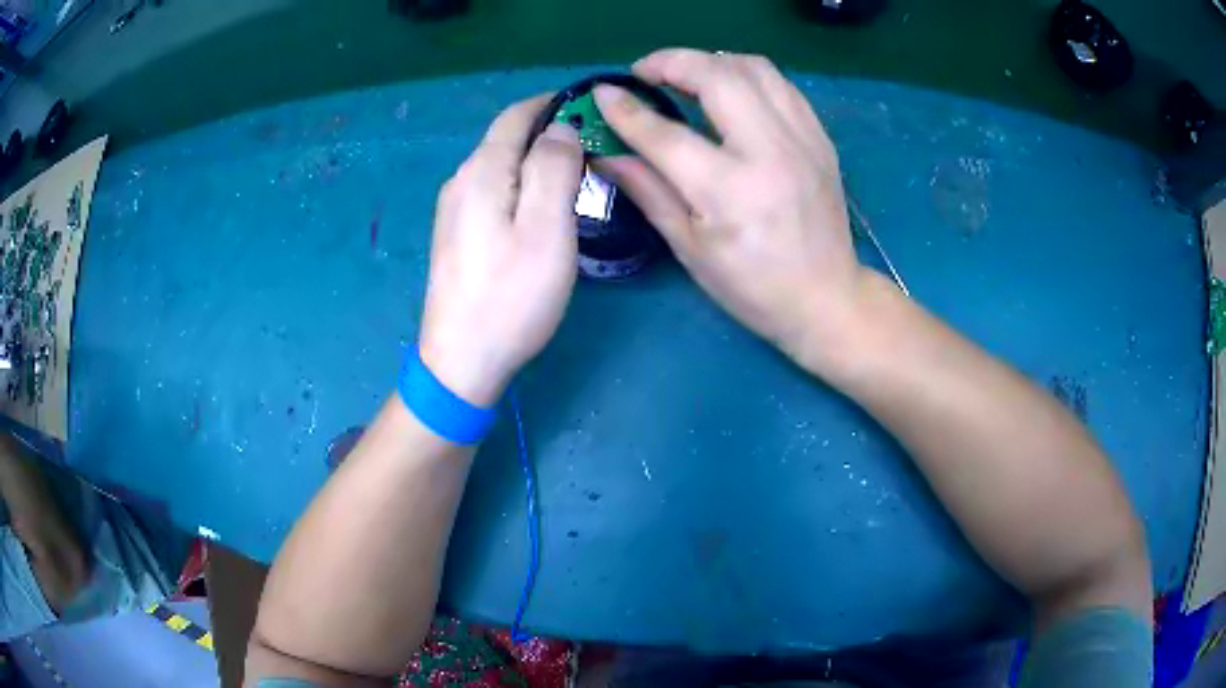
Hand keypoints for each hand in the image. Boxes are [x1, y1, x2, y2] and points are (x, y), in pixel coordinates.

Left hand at [418, 96, 583, 406]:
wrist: (462, 361)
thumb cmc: (511, 296)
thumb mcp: (546, 228)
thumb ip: (554, 167)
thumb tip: (560, 127)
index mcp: (481, 171)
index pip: (516, 115)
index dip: (552, 102)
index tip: (591, 107)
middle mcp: (460, 181)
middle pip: (506, 139)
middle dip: (548, 132)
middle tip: (594, 150)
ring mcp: (452, 210)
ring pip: (499, 166)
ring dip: (535, 161)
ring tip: (575, 177)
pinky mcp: (455, 235)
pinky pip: (491, 191)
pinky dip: (520, 185)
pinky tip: (539, 209)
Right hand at [594, 49, 865, 365]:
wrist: (827, 298)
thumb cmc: (752, 286)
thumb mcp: (690, 248)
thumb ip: (647, 190)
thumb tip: (604, 153)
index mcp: (730, 192)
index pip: (666, 134)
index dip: (627, 109)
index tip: (604, 92)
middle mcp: (770, 153)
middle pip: (717, 77)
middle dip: (671, 61)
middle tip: (645, 72)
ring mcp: (803, 141)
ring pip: (754, 68)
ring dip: (711, 61)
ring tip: (686, 75)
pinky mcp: (820, 138)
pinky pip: (781, 84)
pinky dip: (747, 75)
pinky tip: (729, 90)